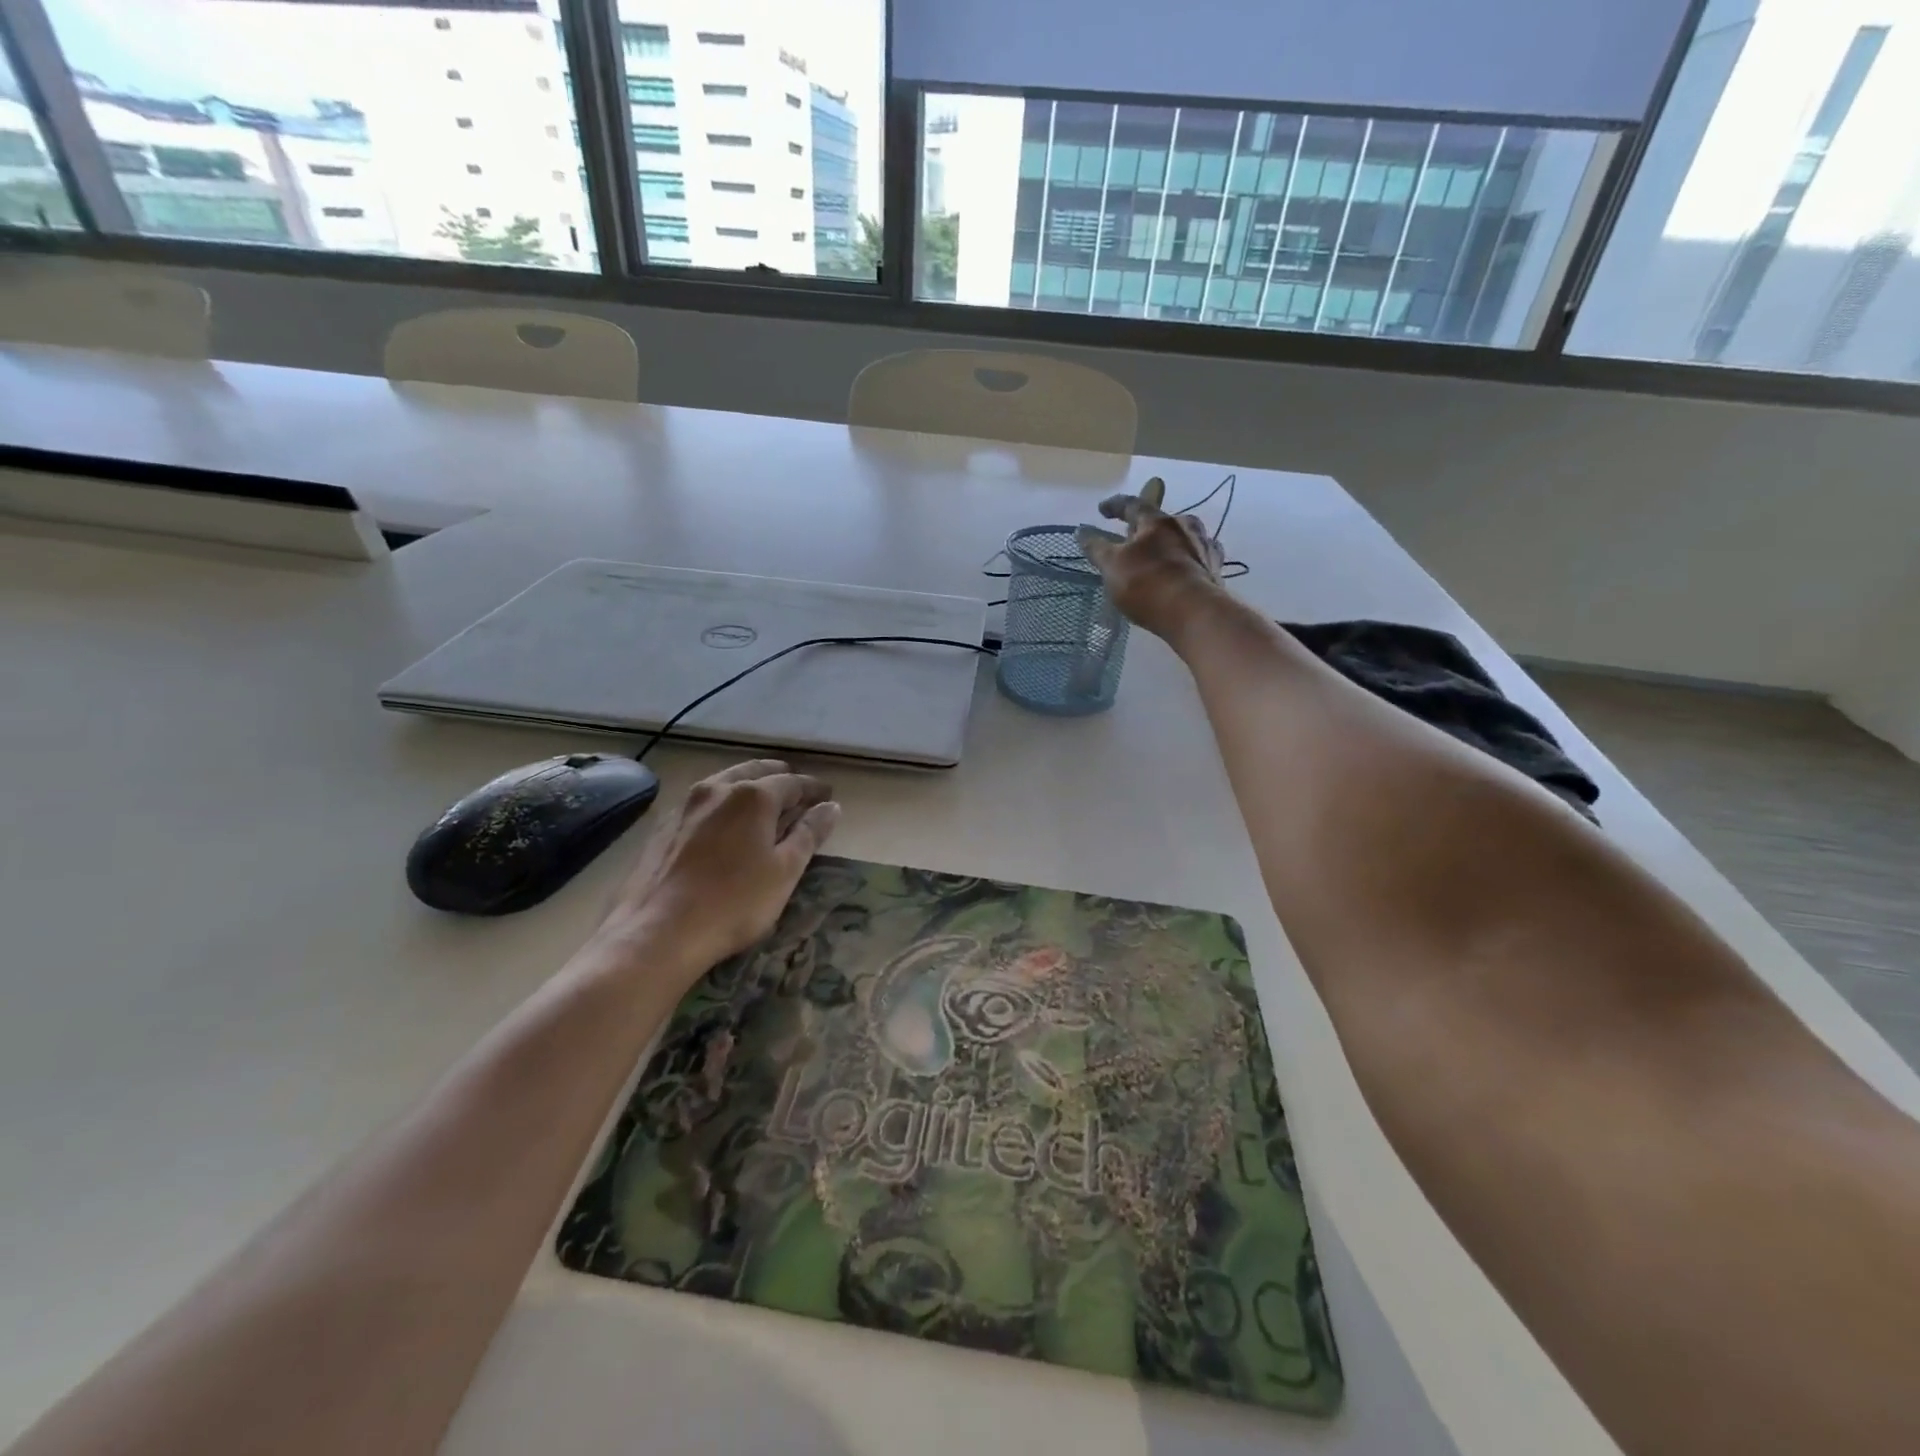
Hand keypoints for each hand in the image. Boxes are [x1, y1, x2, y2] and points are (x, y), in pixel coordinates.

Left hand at [595, 760, 839, 980]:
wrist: (658, 932)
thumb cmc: (734, 902)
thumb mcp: (785, 871)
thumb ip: (809, 834)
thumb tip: (831, 807)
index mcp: (753, 796)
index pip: (792, 782)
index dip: (813, 788)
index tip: (828, 796)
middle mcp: (718, 789)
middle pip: (755, 772)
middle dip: (780, 778)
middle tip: (797, 790)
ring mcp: (686, 806)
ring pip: (725, 782)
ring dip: (748, 786)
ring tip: (762, 802)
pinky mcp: (663, 827)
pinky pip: (703, 803)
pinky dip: (722, 803)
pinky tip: (723, 822)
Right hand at [1076, 477, 1226, 639]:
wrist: (1194, 613)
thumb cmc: (1147, 584)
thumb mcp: (1112, 566)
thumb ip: (1097, 548)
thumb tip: (1081, 531)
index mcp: (1157, 521)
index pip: (1132, 505)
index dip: (1115, 506)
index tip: (1102, 510)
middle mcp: (1185, 527)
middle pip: (1162, 520)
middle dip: (1147, 526)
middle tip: (1134, 536)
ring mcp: (1204, 547)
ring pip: (1183, 538)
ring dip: (1170, 543)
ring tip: (1159, 555)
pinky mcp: (1216, 570)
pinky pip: (1197, 559)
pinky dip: (1186, 561)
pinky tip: (1183, 571)